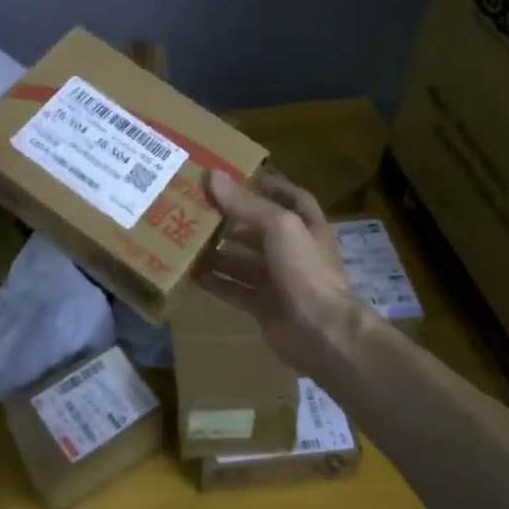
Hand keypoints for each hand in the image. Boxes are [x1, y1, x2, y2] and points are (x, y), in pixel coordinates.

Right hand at [199, 170, 362, 377]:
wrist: (322, 332)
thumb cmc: (306, 270)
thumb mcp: (279, 226)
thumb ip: (246, 204)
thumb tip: (213, 175)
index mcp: (306, 226)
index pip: (292, 198)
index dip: (271, 186)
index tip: (241, 177)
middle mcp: (293, 251)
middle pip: (259, 230)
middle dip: (231, 220)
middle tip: (196, 208)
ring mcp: (279, 281)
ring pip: (243, 261)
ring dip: (218, 252)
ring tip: (186, 239)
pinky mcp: (264, 306)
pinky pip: (234, 290)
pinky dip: (215, 282)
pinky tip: (191, 275)